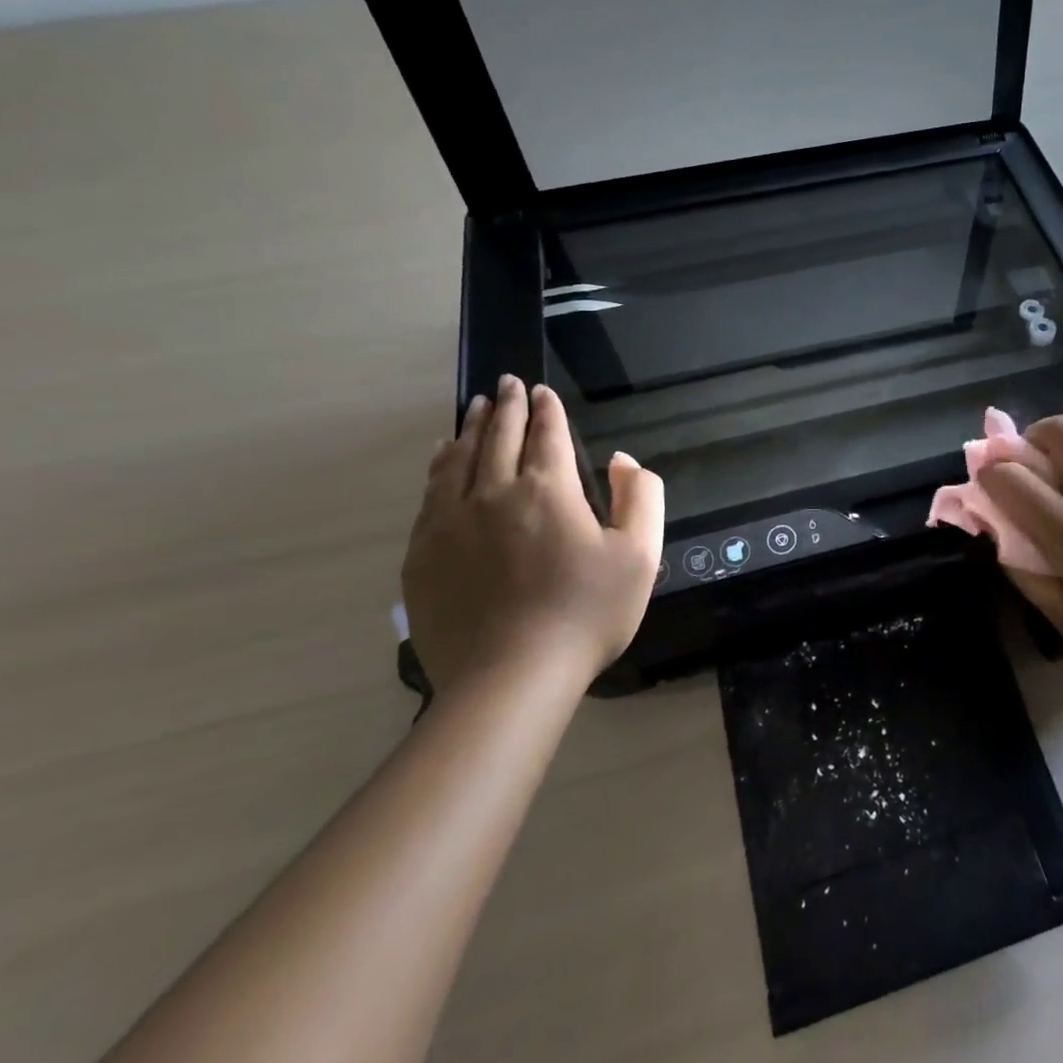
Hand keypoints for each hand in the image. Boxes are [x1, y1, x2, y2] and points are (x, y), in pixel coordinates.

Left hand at [401, 375, 663, 693]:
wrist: (510, 679)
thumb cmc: (586, 614)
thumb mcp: (640, 554)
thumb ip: (639, 496)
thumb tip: (621, 460)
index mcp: (548, 491)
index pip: (547, 434)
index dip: (547, 410)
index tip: (542, 390)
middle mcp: (494, 494)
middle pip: (498, 437)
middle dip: (507, 406)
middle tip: (507, 383)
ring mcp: (450, 523)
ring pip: (457, 459)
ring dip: (470, 428)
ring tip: (475, 408)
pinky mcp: (423, 555)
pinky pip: (430, 494)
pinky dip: (439, 466)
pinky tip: (442, 457)